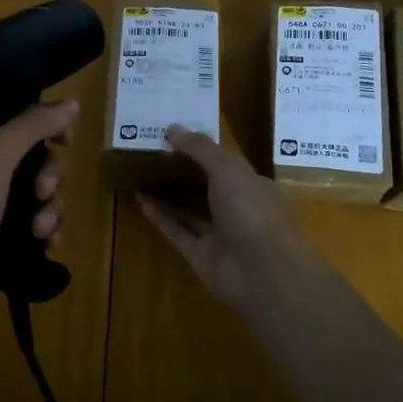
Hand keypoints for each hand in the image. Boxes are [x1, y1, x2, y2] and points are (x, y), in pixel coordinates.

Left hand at [0, 100, 78, 333]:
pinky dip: (42, 230)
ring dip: (48, 207)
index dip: (39, 124)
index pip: (6, 119)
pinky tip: (46, 243)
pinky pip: (28, 226)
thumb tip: (71, 103)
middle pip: (26, 158)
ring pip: (31, 195)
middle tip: (44, 190)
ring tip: (42, 229)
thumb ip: (31, 126)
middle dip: (46, 174)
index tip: (65, 139)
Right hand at [137, 126, 314, 310]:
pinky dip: (160, 217)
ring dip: (167, 193)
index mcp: (251, 185)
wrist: (261, 273)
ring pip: (189, 209)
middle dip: (182, 171)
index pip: (225, 163)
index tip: (174, 135)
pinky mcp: (201, 255)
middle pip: (205, 186)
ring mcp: (219, 234)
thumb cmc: (251, 211)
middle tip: (152, 152)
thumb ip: (200, 148)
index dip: (201, 149)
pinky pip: (177, 231)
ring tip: (141, 173)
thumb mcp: (227, 169)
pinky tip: (140, 200)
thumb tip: (172, 128)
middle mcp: (236, 208)